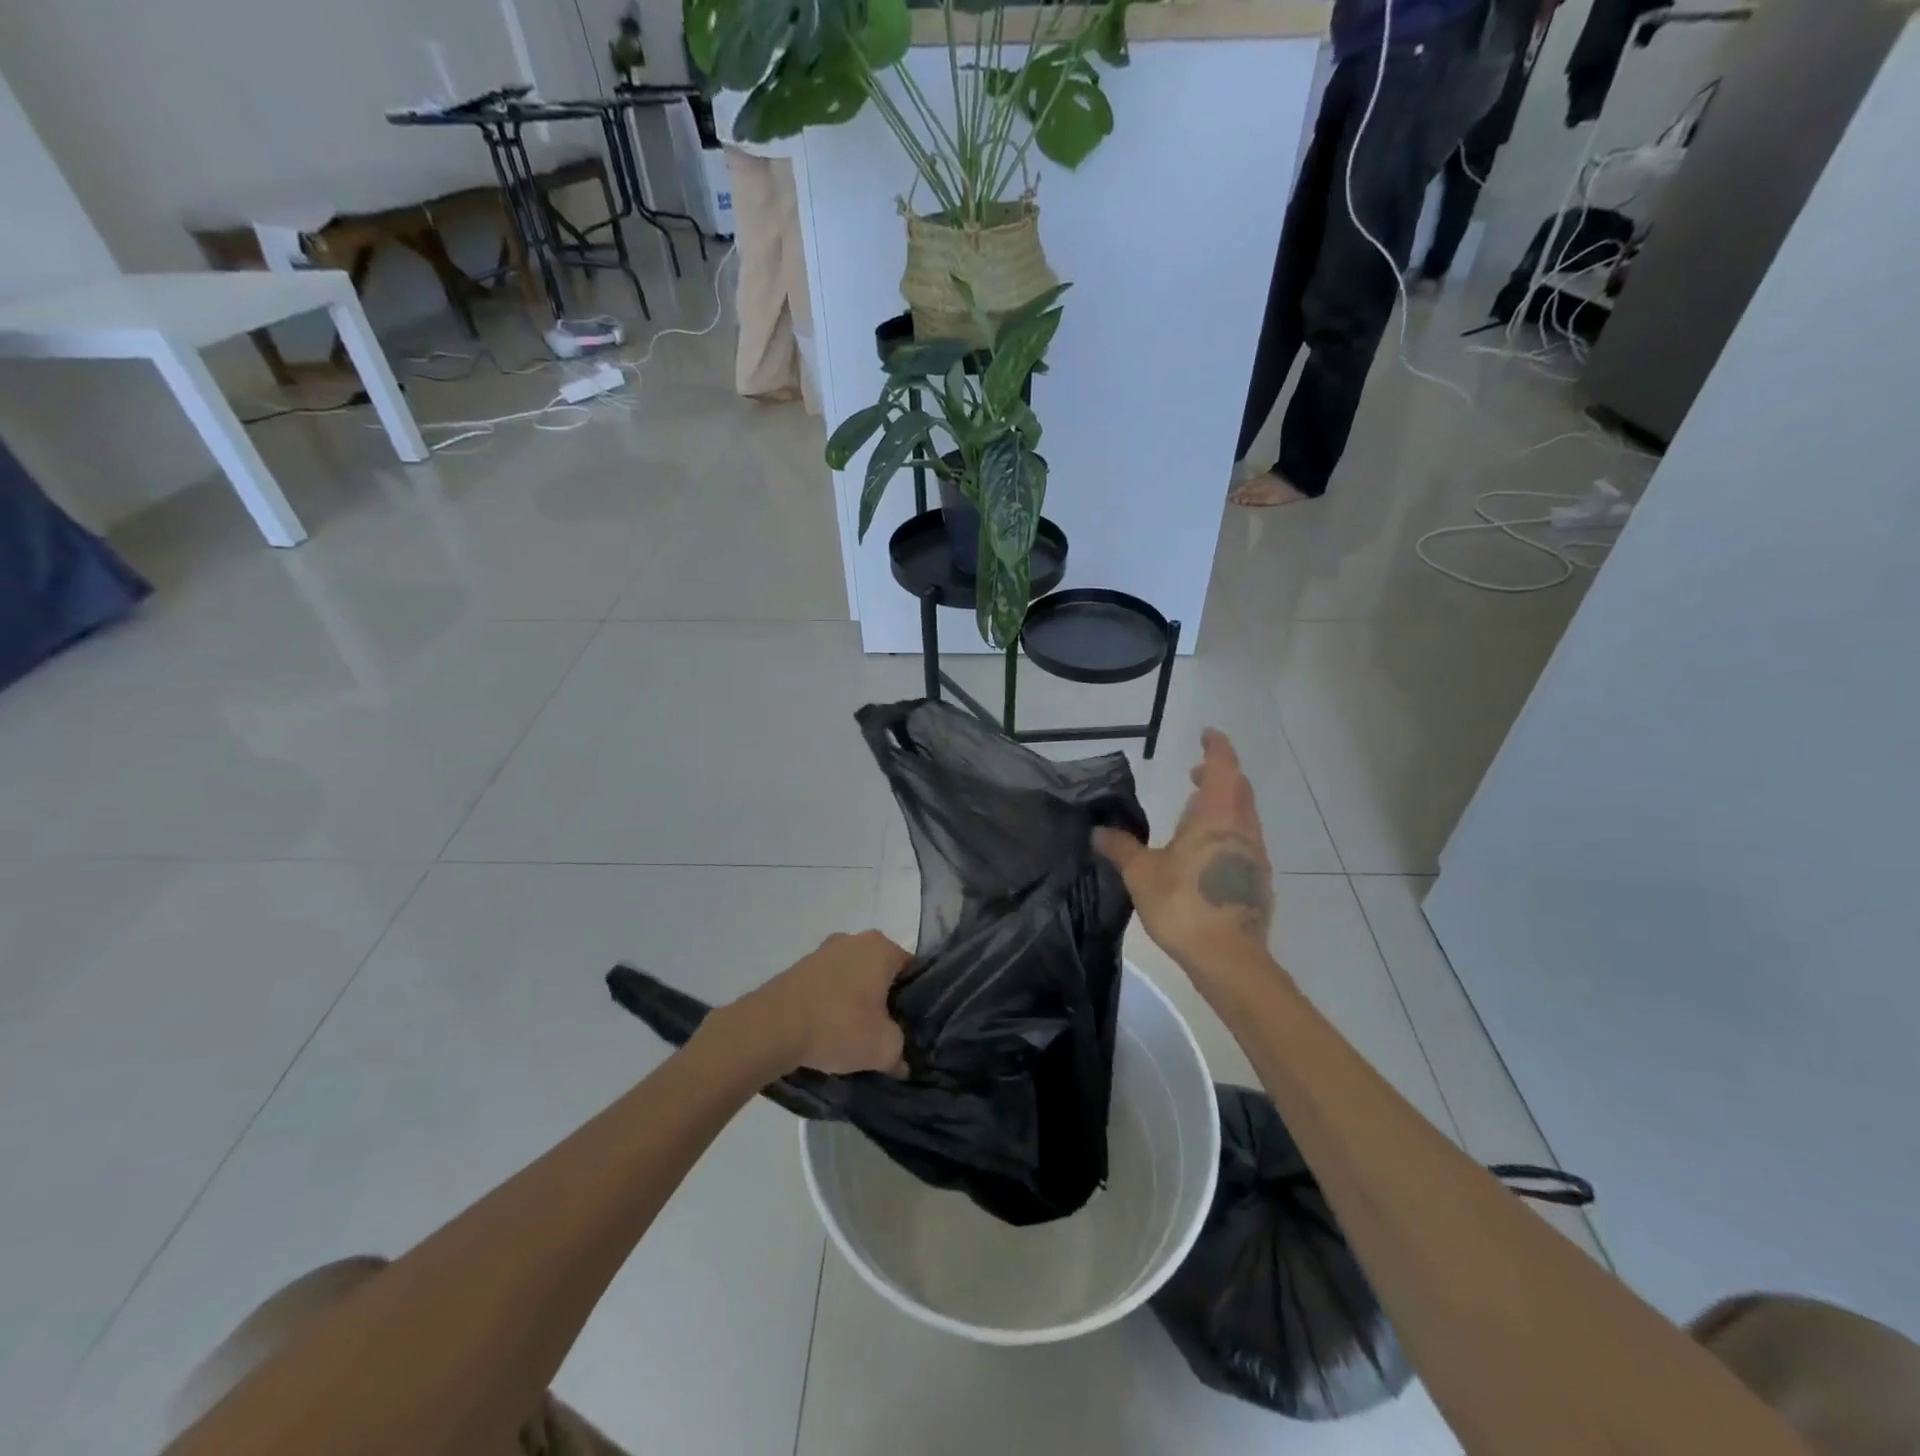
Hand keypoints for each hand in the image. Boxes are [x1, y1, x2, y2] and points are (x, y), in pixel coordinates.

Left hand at [730, 931, 910, 1076]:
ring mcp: (824, 950)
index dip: (914, 998)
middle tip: (884, 1030)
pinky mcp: (799, 967)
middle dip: (883, 997)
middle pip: (880, 971)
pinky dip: (831, 1002)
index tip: (910, 1024)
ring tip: (853, 1034)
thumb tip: (901, 1061)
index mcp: (881, 948)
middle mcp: (855, 939)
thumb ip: (900, 1052)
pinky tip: (827, 1029)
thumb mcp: (883, 1048)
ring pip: (852, 976)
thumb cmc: (839, 1026)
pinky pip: (827, 984)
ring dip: (855, 1000)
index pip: (911, 969)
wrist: (772, 1027)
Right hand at [1094, 729, 1276, 976]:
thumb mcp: (1141, 873)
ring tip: (1195, 815)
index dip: (1216, 747)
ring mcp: (1255, 856)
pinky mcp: (1258, 882)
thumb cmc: (1183, 903)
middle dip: (1219, 776)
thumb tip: (1097, 831)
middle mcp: (1242, 829)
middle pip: (1238, 789)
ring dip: (1224, 806)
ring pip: (1244, 817)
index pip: (1223, 767)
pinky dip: (1228, 834)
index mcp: (1216, 816)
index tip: (1207, 735)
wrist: (1228, 957)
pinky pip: (1245, 844)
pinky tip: (1206, 855)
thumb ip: (1120, 848)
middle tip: (1194, 774)